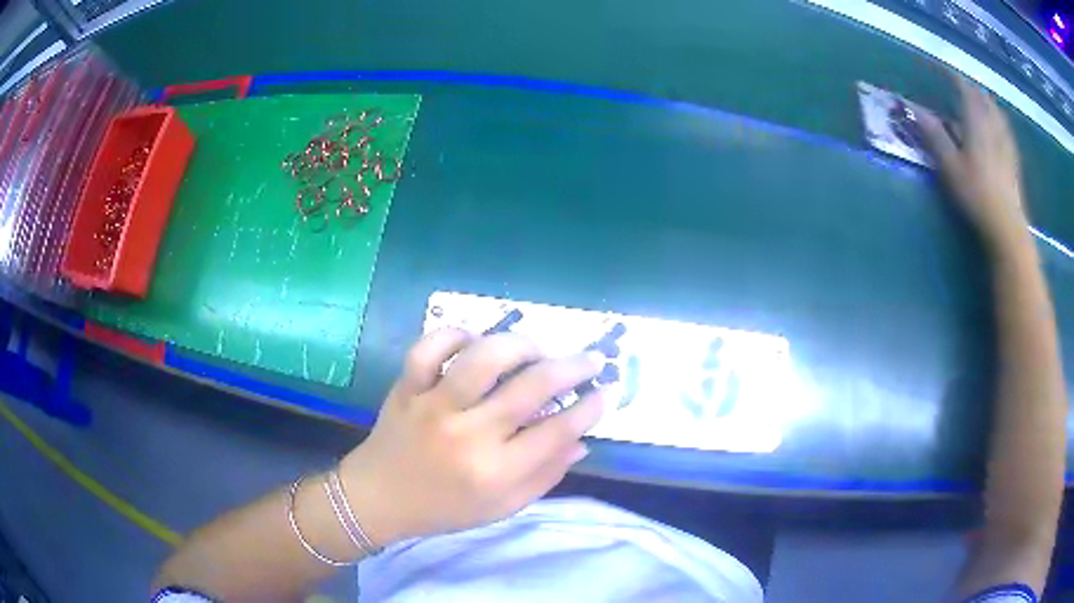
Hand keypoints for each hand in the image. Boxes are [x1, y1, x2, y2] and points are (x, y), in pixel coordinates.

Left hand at [337, 328, 615, 546]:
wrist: (378, 498)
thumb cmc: (445, 509)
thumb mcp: (502, 507)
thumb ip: (545, 476)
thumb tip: (583, 441)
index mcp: (495, 472)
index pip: (557, 431)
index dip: (591, 407)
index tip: (608, 391)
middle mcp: (468, 434)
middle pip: (531, 388)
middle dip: (573, 368)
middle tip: (591, 359)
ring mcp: (434, 405)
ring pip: (484, 358)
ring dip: (521, 346)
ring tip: (537, 349)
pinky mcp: (407, 387)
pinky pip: (430, 348)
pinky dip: (454, 336)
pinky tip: (473, 341)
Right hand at [918, 74, 1029, 250]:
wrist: (1007, 227)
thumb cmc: (977, 194)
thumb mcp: (950, 166)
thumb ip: (935, 135)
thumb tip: (915, 109)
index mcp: (977, 122)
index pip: (964, 89)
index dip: (952, 76)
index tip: (941, 68)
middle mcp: (993, 127)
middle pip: (983, 99)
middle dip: (972, 88)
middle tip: (963, 85)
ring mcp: (1006, 144)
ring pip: (997, 114)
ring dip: (988, 103)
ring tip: (982, 100)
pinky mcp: (1013, 162)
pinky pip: (1006, 132)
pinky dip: (1001, 123)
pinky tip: (1001, 127)